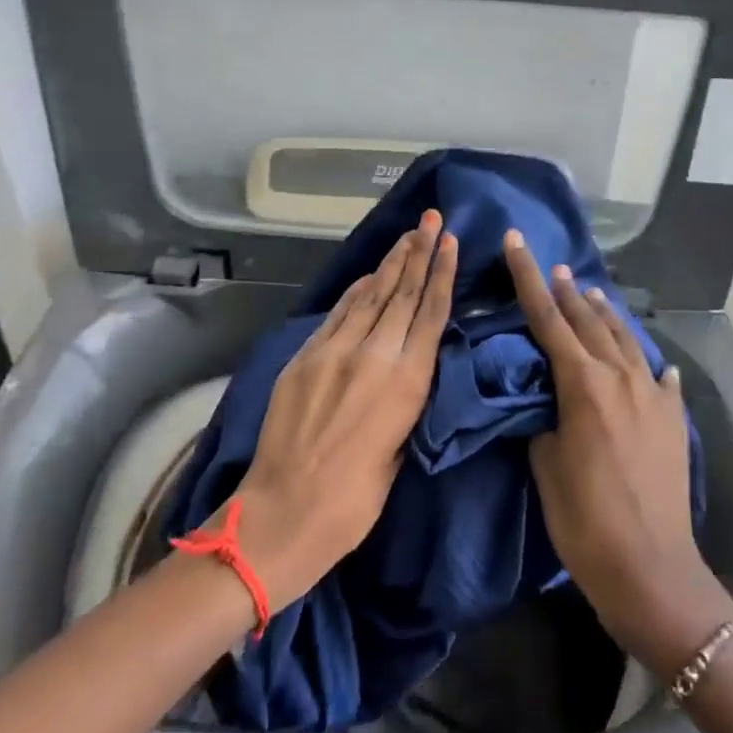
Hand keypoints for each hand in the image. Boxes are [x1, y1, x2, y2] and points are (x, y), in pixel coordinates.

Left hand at [232, 211, 457, 609]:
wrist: (282, 513)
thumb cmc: (353, 502)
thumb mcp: (398, 453)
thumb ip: (405, 403)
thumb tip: (405, 372)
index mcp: (407, 384)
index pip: (431, 314)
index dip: (442, 274)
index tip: (450, 242)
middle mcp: (374, 356)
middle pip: (403, 293)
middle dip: (420, 253)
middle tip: (432, 220)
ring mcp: (335, 351)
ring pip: (371, 295)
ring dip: (391, 263)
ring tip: (408, 235)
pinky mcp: (305, 357)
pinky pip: (339, 313)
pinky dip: (357, 291)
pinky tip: (369, 275)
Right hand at [503, 230, 732, 672]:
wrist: (651, 568)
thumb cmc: (585, 520)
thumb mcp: (545, 465)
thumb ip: (544, 421)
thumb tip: (548, 404)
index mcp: (583, 383)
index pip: (547, 318)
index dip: (528, 278)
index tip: (516, 242)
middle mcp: (621, 377)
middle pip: (588, 321)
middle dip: (567, 290)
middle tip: (552, 264)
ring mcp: (653, 396)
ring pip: (625, 339)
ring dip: (604, 314)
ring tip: (591, 293)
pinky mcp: (673, 419)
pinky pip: (658, 377)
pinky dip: (646, 362)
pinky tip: (649, 361)